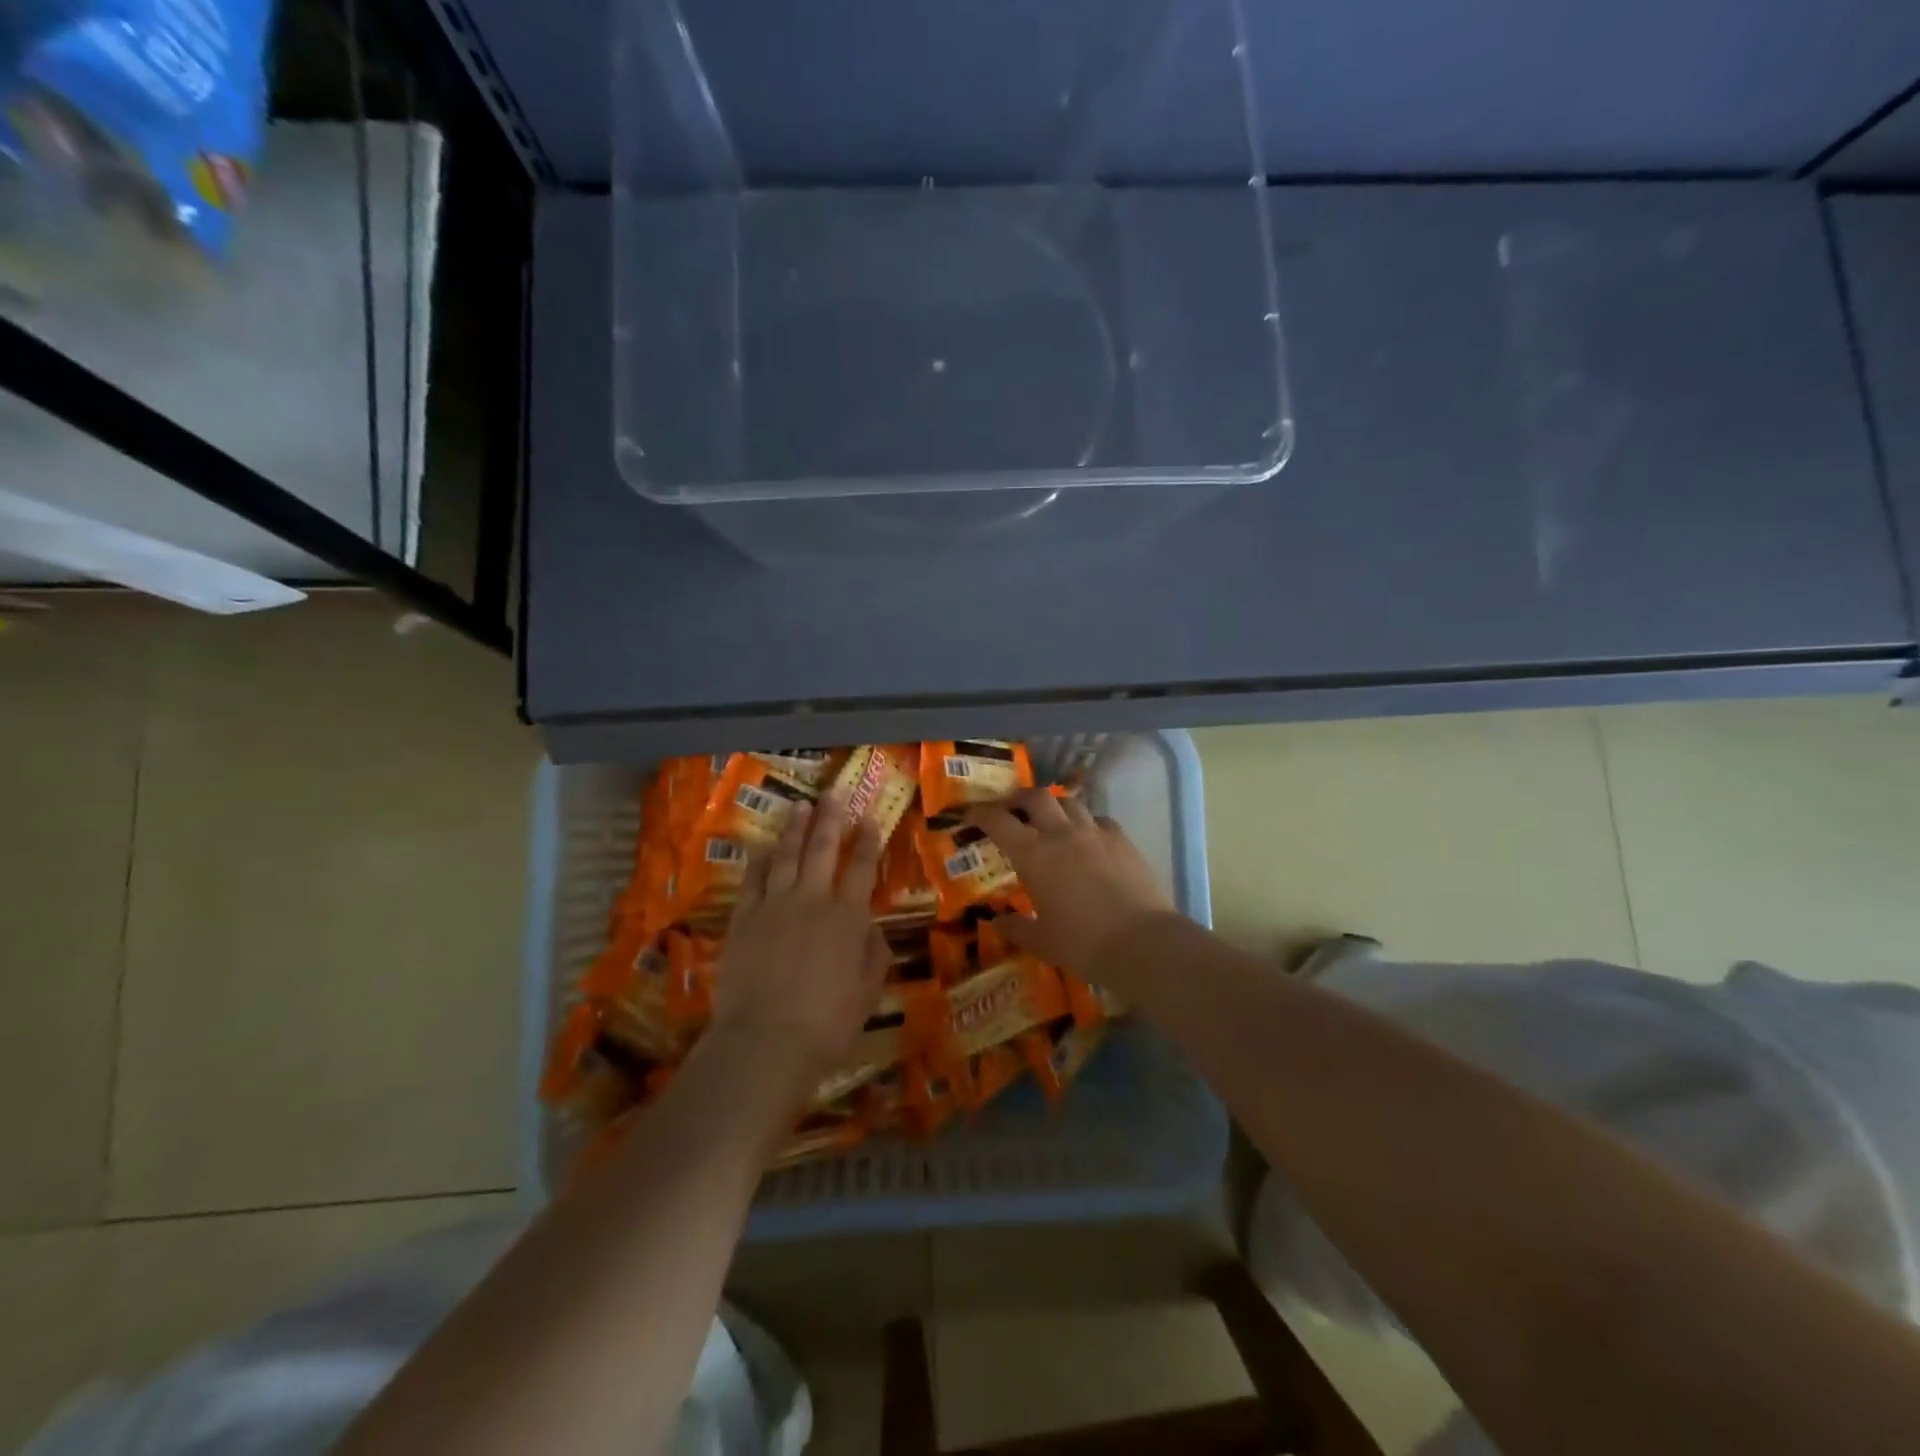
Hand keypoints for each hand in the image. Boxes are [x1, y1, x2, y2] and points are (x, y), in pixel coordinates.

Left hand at [709, 794, 889, 1096]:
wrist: (765, 1041)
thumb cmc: (826, 1024)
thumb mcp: (867, 993)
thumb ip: (873, 955)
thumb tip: (872, 930)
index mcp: (847, 917)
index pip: (861, 868)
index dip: (867, 841)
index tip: (869, 819)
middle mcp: (812, 900)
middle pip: (822, 848)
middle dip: (831, 818)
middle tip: (834, 792)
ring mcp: (774, 905)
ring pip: (786, 855)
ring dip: (795, 829)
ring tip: (801, 806)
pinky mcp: (743, 918)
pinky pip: (752, 879)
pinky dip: (759, 860)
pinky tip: (762, 846)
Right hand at [965, 787, 1175, 976]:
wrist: (1141, 943)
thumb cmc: (1082, 944)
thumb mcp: (1041, 941)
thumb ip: (1016, 928)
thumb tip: (998, 922)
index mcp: (1033, 855)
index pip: (999, 821)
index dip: (981, 813)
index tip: (971, 815)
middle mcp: (1062, 834)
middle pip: (1036, 797)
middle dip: (1019, 799)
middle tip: (1012, 809)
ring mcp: (1095, 833)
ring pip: (1070, 803)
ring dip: (1055, 807)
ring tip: (1052, 821)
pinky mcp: (1123, 840)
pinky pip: (1100, 820)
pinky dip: (1088, 823)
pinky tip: (1089, 839)